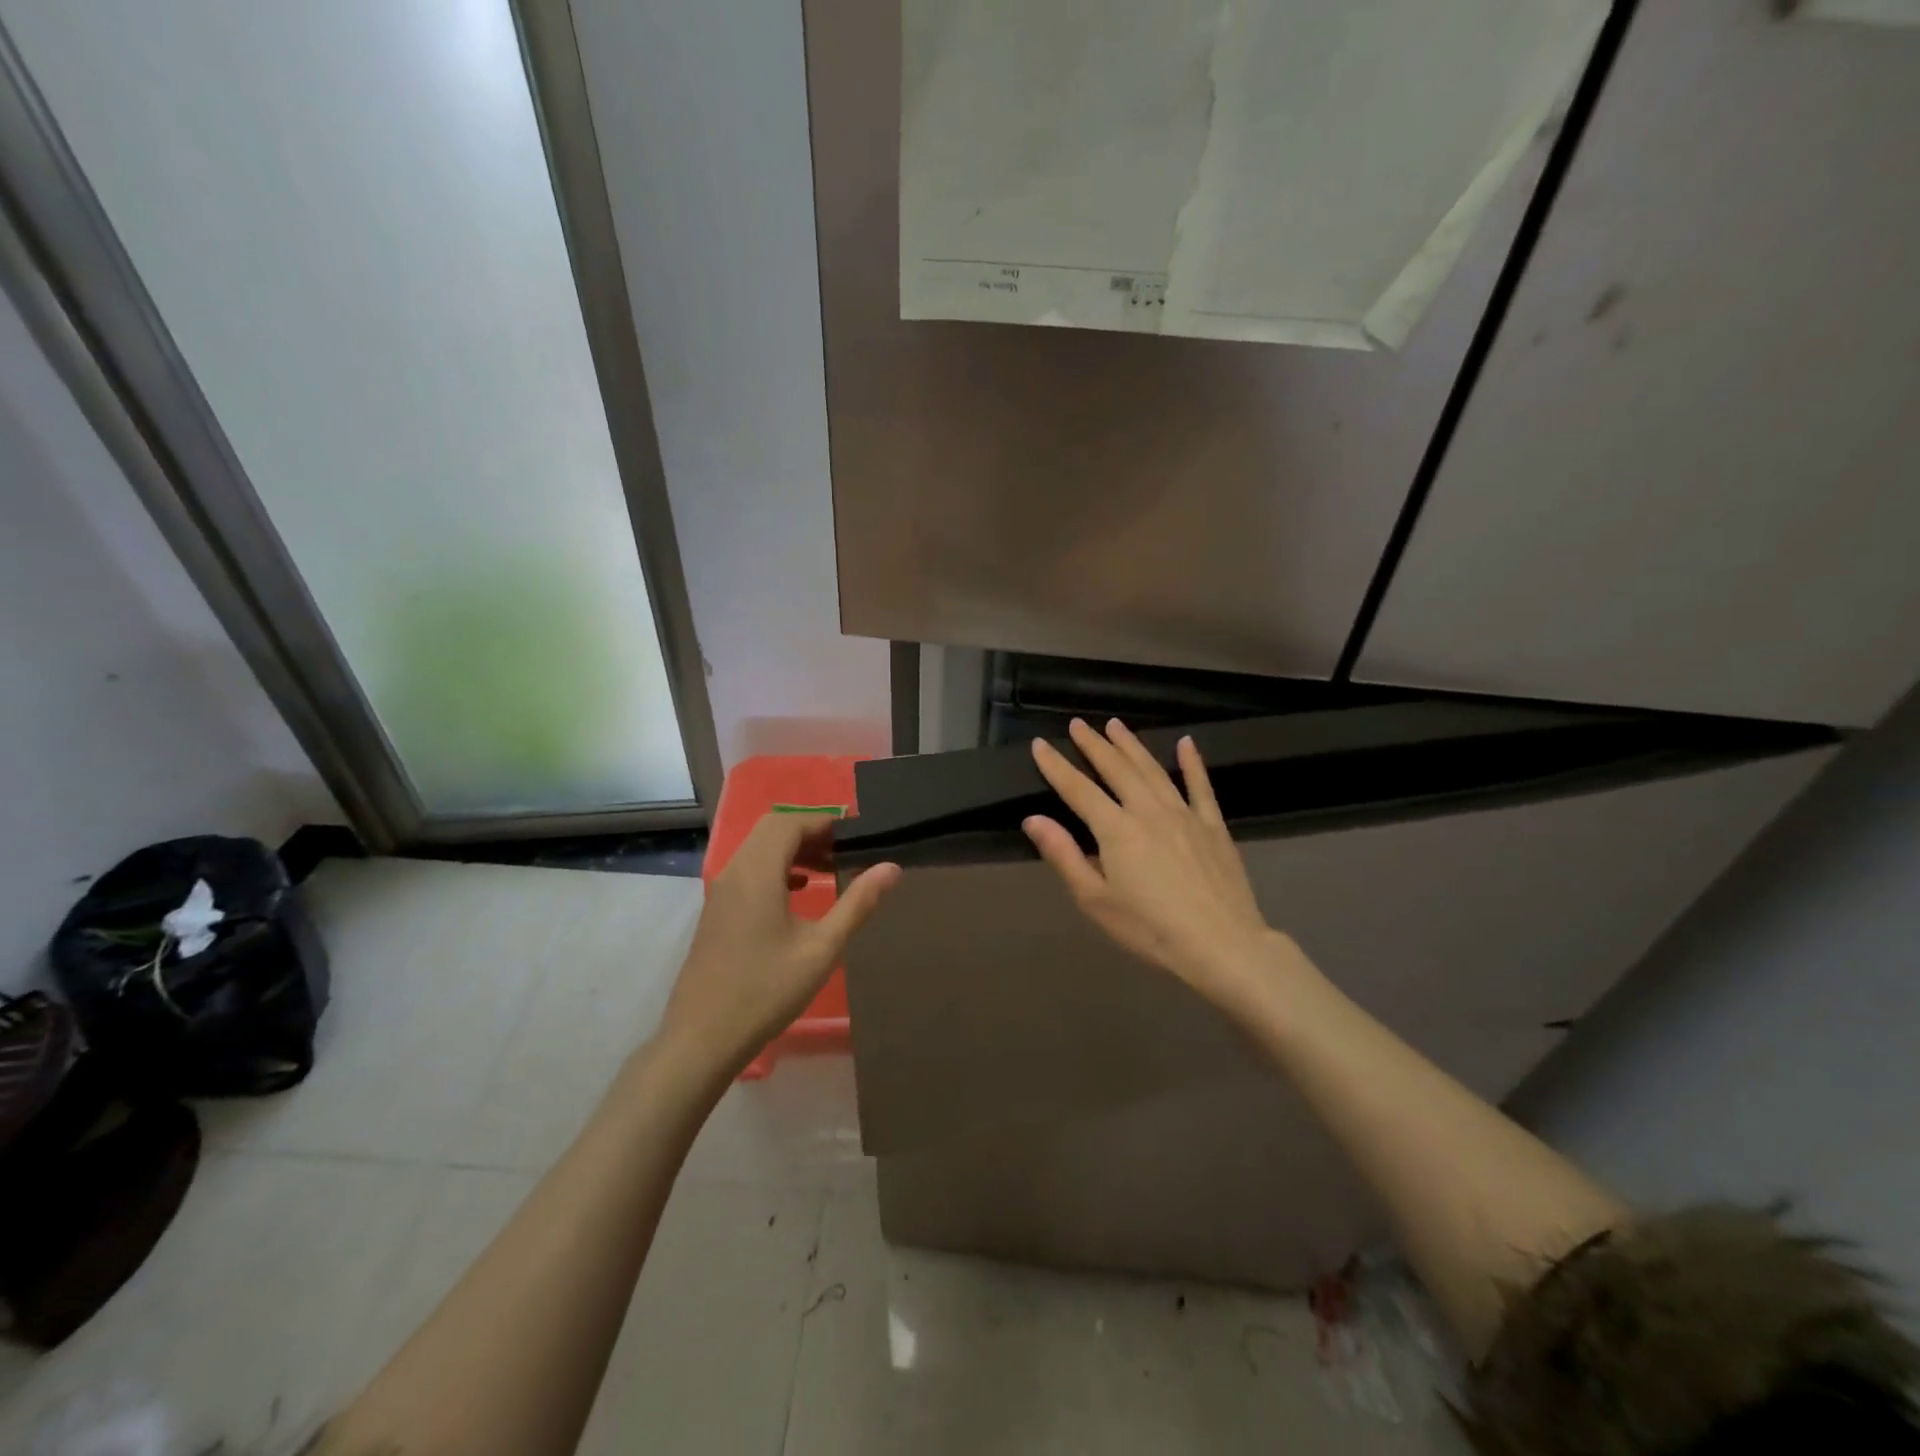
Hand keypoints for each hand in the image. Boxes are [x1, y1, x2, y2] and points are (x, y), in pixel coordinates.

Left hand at [658, 813, 899, 1079]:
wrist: (702, 1038)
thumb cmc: (766, 991)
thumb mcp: (822, 949)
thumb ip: (857, 904)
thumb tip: (891, 868)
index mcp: (758, 872)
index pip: (790, 822)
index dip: (825, 821)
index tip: (857, 833)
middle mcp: (735, 871)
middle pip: (772, 829)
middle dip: (810, 831)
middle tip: (845, 850)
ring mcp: (721, 891)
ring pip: (758, 849)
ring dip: (793, 849)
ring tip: (830, 867)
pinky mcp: (717, 910)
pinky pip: (749, 869)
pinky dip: (777, 867)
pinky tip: (800, 891)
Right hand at [1024, 718, 1282, 1014]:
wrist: (1222, 945)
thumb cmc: (1151, 929)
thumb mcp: (1096, 900)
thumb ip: (1064, 855)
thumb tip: (1033, 819)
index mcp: (1116, 830)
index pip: (1078, 789)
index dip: (1056, 766)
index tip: (1040, 744)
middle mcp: (1148, 811)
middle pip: (1116, 769)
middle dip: (1094, 744)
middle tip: (1078, 723)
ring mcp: (1185, 814)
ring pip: (1153, 770)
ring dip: (1132, 745)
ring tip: (1115, 724)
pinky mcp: (1214, 826)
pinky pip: (1201, 786)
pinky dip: (1192, 763)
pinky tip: (1186, 743)